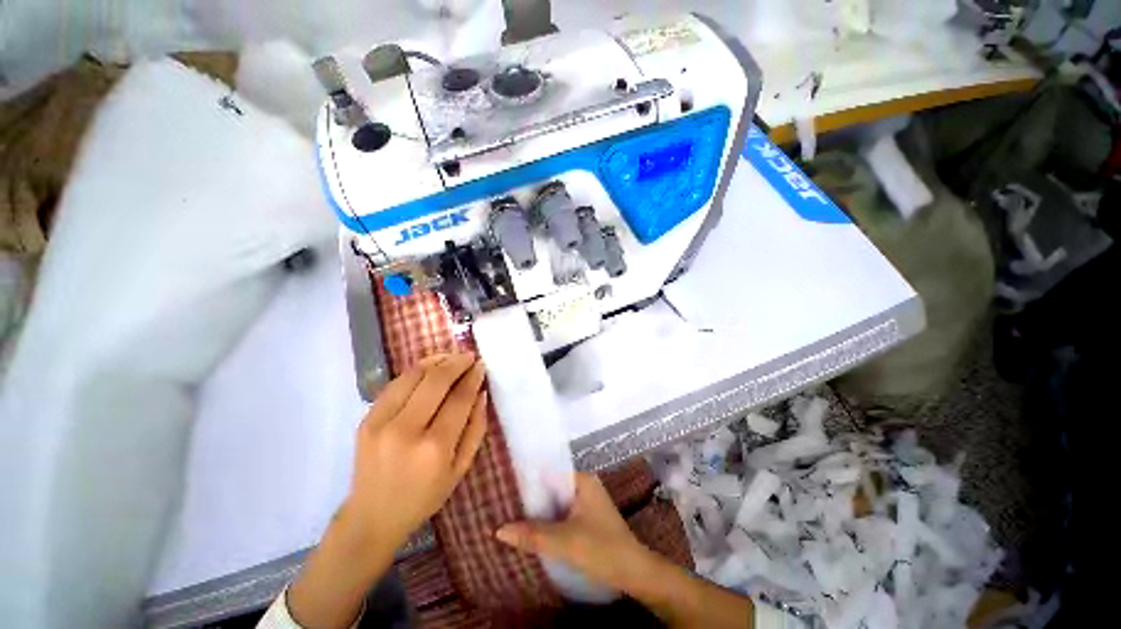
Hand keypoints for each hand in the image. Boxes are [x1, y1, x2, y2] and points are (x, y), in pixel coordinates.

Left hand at [288, 354, 487, 628]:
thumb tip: (481, 393)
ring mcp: (381, 422)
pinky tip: (429, 368)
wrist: (372, 515)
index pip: (459, 398)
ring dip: (436, 361)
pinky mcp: (366, 419)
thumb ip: (476, 428)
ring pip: (413, 375)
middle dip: (457, 363)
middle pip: (436, 380)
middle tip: (469, 356)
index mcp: (435, 447)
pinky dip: (416, 371)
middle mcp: (406, 430)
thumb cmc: (424, 496)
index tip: (481, 365)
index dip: (473, 377)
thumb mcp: (461, 469)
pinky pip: (395, 383)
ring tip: (452, 358)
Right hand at [495, 472, 654, 592]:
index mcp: (582, 480)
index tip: (507, 487)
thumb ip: (532, 534)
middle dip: (533, 498)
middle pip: (553, 488)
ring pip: (558, 502)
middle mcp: (586, 484)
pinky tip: (535, 528)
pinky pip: (564, 512)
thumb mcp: (563, 541)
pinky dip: (551, 519)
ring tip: (514, 515)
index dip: (529, 481)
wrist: (633, 572)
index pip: (550, 472)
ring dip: (541, 511)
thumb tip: (499, 529)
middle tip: (506, 504)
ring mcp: (588, 501)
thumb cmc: (600, 548)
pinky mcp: (589, 517)